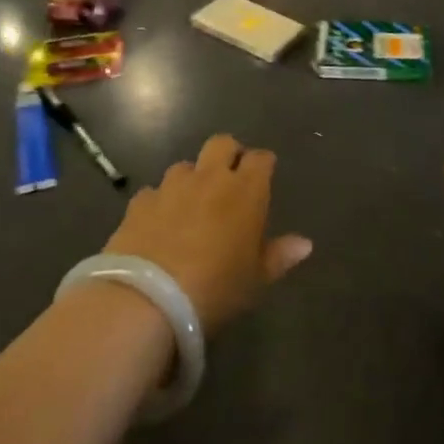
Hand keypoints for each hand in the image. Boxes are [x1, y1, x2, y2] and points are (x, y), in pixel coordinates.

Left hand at [102, 135, 312, 332]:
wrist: (147, 300)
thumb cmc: (216, 289)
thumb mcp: (255, 280)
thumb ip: (279, 256)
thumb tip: (305, 244)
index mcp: (245, 191)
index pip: (260, 159)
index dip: (263, 165)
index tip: (264, 178)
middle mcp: (209, 178)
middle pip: (221, 144)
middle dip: (228, 154)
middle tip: (230, 180)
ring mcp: (171, 187)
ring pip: (185, 166)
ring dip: (192, 179)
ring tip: (191, 205)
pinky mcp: (139, 202)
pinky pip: (154, 192)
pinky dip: (160, 202)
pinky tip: (158, 225)